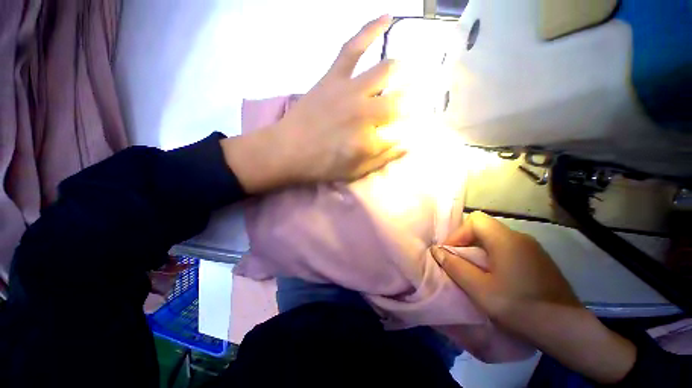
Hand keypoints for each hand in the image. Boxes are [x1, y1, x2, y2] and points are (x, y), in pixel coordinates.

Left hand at [277, 15, 403, 181]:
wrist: (287, 150)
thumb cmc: (322, 166)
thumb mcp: (354, 172)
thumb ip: (382, 159)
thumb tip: (408, 145)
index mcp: (369, 140)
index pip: (401, 132)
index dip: (407, 132)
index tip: (406, 132)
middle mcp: (365, 112)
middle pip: (399, 102)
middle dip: (409, 104)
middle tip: (408, 106)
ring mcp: (350, 90)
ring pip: (385, 71)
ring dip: (400, 72)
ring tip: (407, 73)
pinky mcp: (334, 77)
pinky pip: (354, 47)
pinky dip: (371, 29)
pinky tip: (388, 18)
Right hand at [431, 212, 635, 383]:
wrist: (567, 330)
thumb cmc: (520, 308)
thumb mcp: (479, 289)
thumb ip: (455, 266)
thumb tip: (437, 251)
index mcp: (506, 240)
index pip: (474, 220)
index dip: (458, 234)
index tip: (451, 253)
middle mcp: (520, 237)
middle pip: (484, 227)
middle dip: (467, 241)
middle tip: (459, 261)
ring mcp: (533, 248)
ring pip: (496, 238)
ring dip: (480, 249)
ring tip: (475, 269)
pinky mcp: (539, 260)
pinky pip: (509, 249)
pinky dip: (495, 256)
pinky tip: (496, 276)